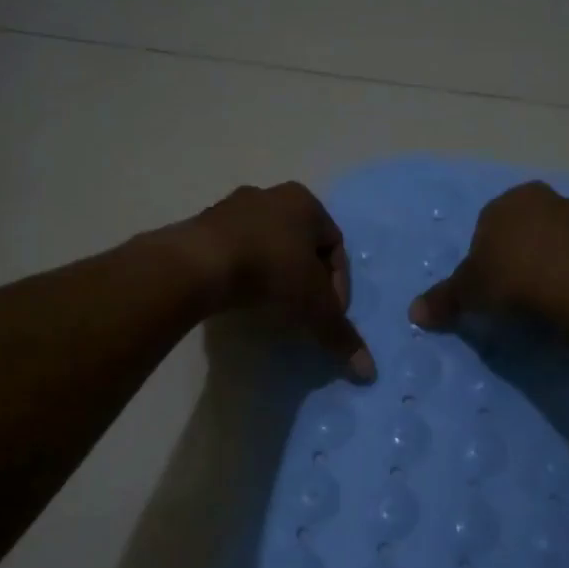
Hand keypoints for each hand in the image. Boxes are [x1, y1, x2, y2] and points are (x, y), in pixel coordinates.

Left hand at [183, 183, 374, 380]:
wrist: (199, 264)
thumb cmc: (271, 273)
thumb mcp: (314, 308)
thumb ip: (341, 335)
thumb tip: (369, 372)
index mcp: (305, 202)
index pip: (336, 246)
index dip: (338, 285)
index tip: (330, 315)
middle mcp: (270, 195)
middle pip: (300, 243)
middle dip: (306, 278)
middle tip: (304, 311)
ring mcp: (232, 207)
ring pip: (266, 245)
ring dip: (274, 274)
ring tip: (271, 309)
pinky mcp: (202, 225)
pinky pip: (234, 251)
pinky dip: (244, 273)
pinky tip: (241, 299)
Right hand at [409, 181, 568, 329]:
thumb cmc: (511, 280)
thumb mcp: (468, 292)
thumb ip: (444, 300)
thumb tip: (413, 314)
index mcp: (515, 203)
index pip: (496, 221)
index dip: (492, 251)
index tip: (493, 282)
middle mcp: (558, 203)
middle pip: (543, 225)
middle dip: (537, 248)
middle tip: (527, 288)